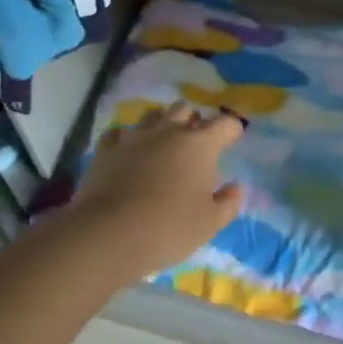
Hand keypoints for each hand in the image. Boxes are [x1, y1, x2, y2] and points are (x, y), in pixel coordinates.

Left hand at [70, 102, 244, 278]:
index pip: (224, 124)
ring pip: (153, 115)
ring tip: (161, 143)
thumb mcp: (209, 224)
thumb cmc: (168, 228)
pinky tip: (128, 153)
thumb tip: (235, 187)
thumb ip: (228, 203)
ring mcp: (135, 136)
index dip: (232, 129)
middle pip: (185, 109)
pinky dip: (128, 140)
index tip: (233, 138)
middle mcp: (169, 130)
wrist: (109, 234)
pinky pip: (120, 133)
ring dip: (161, 124)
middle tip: (194, 142)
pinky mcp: (107, 147)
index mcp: (199, 145)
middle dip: (193, 121)